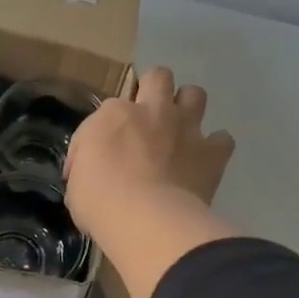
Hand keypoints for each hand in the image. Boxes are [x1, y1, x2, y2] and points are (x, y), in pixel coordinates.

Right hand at [64, 67, 234, 240]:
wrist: (147, 220)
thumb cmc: (101, 202)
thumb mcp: (76, 183)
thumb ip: (85, 167)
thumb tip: (87, 170)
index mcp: (113, 114)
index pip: (109, 109)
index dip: (105, 132)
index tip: (101, 157)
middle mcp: (153, 111)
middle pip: (158, 77)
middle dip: (154, 90)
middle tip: (148, 118)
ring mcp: (186, 128)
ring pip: (195, 94)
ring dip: (188, 108)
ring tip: (180, 130)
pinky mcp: (212, 152)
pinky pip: (222, 139)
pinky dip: (214, 147)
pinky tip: (204, 160)